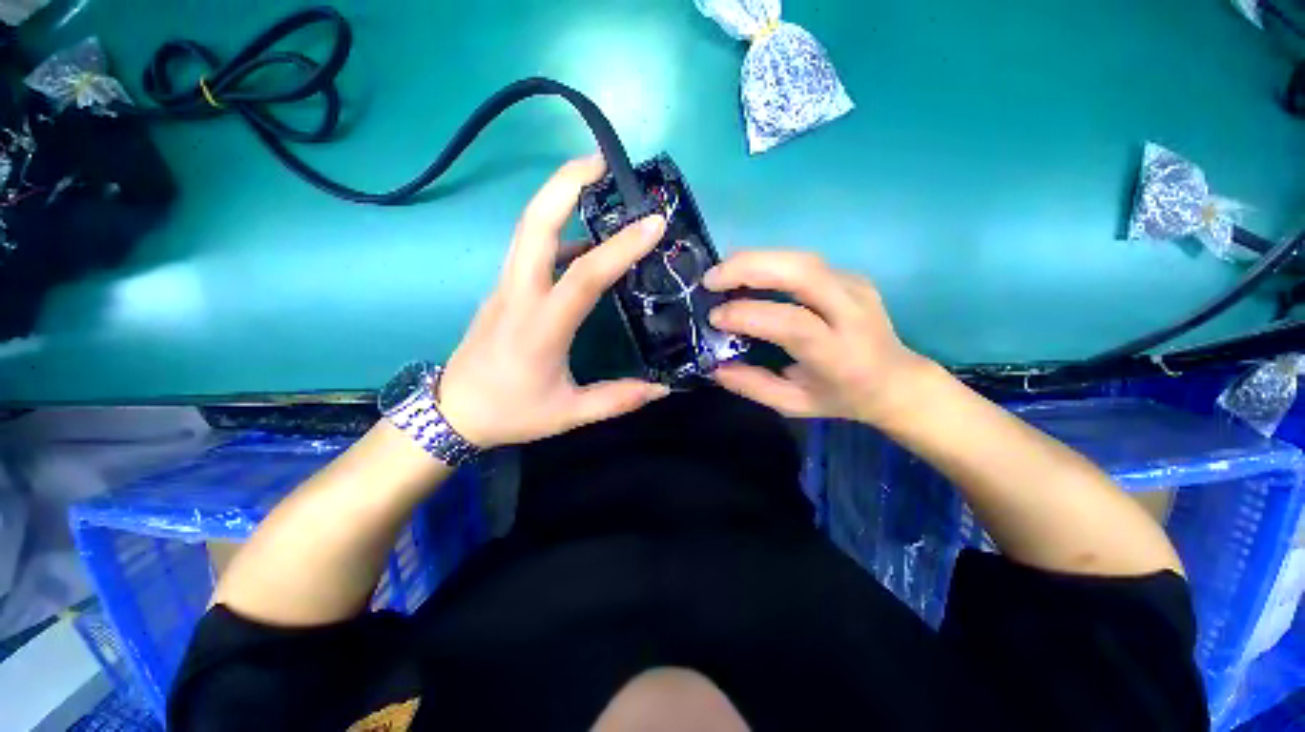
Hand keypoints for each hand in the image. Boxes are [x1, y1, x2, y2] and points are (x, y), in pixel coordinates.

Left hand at [436, 155, 669, 448]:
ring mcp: (506, 286)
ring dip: (558, 196)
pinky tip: (583, 238)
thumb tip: (662, 387)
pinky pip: (530, 249)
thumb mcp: (568, 414)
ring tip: (594, 180)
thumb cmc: (511, 413)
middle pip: (536, 224)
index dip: (620, 247)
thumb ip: (617, 399)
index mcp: (541, 327)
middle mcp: (519, 295)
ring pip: (529, 229)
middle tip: (603, 161)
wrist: (453, 412)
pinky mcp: (503, 288)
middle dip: (566, 183)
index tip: (653, 223)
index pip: (584, 275)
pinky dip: (557, 230)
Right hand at [704, 251, 933, 425]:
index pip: (793, 323)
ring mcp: (856, 287)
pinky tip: (747, 275)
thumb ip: (753, 386)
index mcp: (839, 354)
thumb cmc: (841, 397)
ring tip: (721, 274)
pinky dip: (768, 263)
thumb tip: (714, 366)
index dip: (748, 314)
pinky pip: (803, 261)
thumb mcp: (793, 405)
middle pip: (802, 271)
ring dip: (754, 260)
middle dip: (748, 268)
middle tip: (710, 280)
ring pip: (801, 258)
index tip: (714, 317)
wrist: (896, 380)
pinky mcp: (852, 275)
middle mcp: (852, 312)